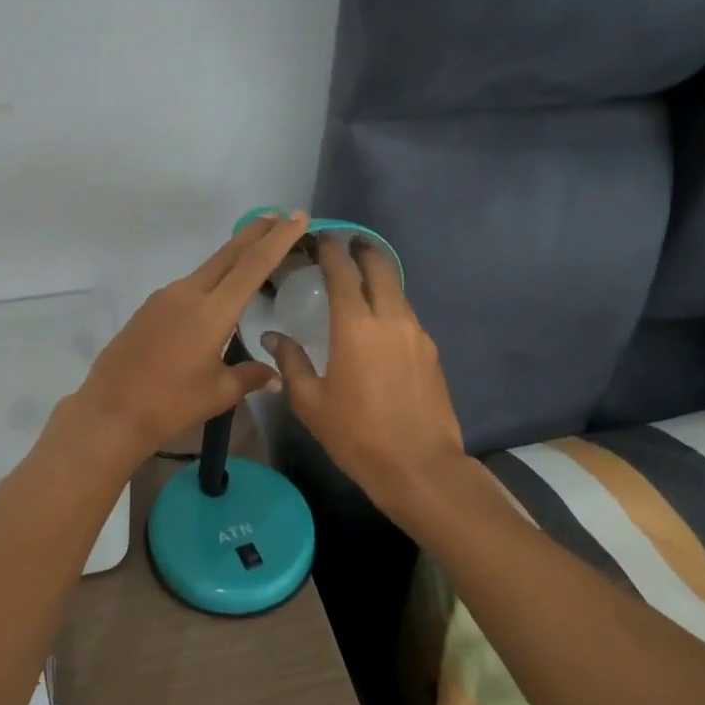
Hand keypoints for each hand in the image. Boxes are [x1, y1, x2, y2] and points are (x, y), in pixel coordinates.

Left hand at [69, 210, 312, 459]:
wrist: (111, 410)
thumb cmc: (170, 404)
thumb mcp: (218, 393)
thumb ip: (250, 377)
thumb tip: (275, 376)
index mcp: (212, 312)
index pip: (253, 265)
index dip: (278, 239)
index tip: (297, 217)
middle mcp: (188, 293)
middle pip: (228, 254)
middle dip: (256, 233)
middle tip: (280, 216)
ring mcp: (165, 297)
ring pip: (207, 268)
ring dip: (233, 256)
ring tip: (255, 253)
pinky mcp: (150, 307)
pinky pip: (189, 286)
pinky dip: (211, 279)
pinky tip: (218, 293)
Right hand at [263, 235, 466, 512]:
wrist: (420, 467)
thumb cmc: (356, 434)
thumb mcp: (310, 402)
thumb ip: (291, 362)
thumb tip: (273, 337)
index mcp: (355, 326)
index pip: (343, 271)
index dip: (331, 250)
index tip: (322, 238)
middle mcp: (390, 319)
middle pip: (381, 267)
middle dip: (364, 250)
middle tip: (346, 247)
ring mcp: (417, 334)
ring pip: (397, 290)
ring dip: (379, 278)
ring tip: (360, 283)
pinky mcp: (431, 351)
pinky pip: (407, 315)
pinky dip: (391, 305)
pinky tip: (379, 324)